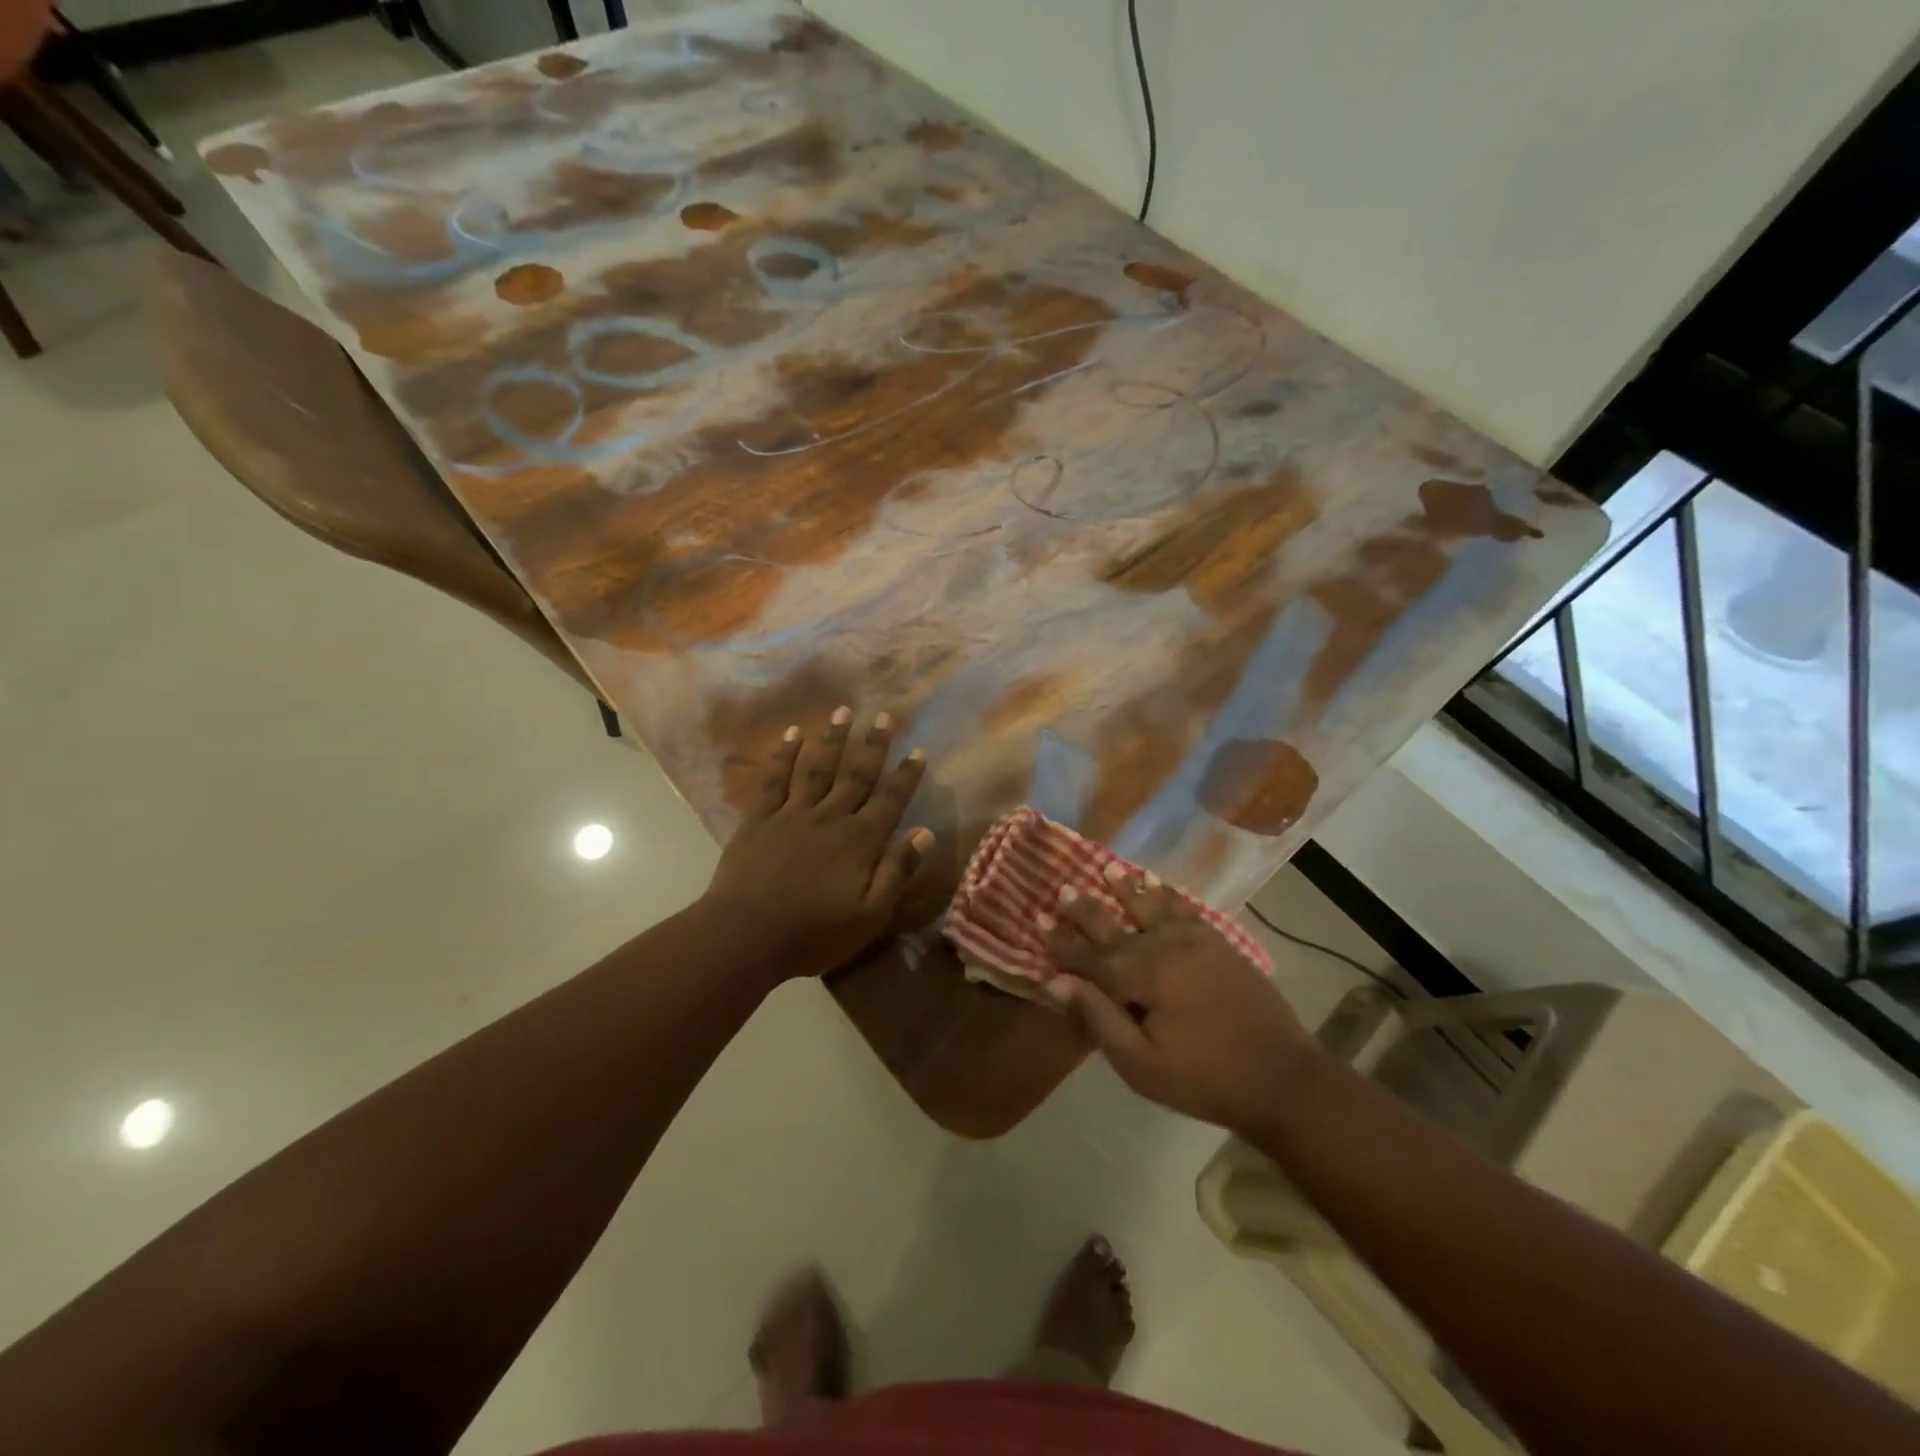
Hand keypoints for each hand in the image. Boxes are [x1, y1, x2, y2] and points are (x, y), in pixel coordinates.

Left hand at [704, 707, 932, 979]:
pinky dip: (783, 755)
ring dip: (832, 739)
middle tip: (884, 715)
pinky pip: (774, 780)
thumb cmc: (814, 933)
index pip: (890, 801)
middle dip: (873, 745)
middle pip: (857, 775)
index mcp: (859, 841)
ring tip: (842, 711)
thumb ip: (897, 871)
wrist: (746, 936)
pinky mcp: (760, 819)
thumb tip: (924, 832)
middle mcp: (830, 817)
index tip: (918, 751)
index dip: (906, 776)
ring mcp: (792, 814)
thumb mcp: (870, 915)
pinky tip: (791, 734)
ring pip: (817, 768)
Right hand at [1040, 870, 1318, 1134]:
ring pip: (1153, 906)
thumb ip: (1098, 1019)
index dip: (1062, 941)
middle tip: (1064, 888)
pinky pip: (1186, 909)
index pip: (1091, 955)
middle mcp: (1166, 948)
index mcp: (1144, 977)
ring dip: (1128, 888)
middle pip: (1117, 924)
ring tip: (1108, 868)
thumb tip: (1055, 983)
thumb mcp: (1142, 1065)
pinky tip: (1159, 885)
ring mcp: (1197, 942)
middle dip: (1087, 908)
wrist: (1282, 1078)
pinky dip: (1168, 894)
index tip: (1039, 919)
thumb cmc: (1204, 1079)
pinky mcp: (1220, 944)